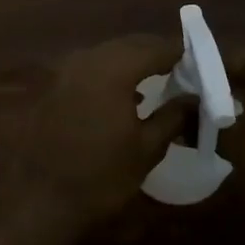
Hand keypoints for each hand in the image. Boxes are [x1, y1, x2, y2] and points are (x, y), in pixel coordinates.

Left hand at [27, 34, 188, 229]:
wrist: (44, 200)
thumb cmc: (102, 176)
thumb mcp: (147, 149)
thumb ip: (174, 116)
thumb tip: (195, 98)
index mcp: (113, 70)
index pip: (154, 48)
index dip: (179, 52)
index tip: (199, 62)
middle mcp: (87, 60)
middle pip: (129, 44)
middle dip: (156, 53)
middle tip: (182, 69)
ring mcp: (67, 71)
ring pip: (109, 53)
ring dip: (134, 61)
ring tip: (159, 79)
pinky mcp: (56, 86)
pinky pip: (92, 67)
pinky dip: (114, 72)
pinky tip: (127, 94)